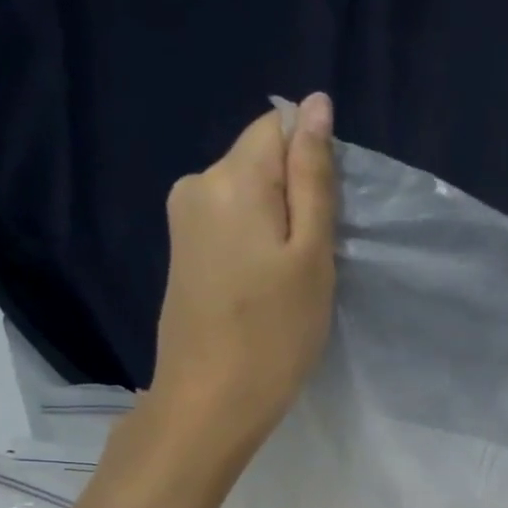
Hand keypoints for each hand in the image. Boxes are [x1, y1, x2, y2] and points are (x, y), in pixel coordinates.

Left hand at [145, 94, 337, 457]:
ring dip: (278, 222)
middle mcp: (197, 184)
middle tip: (313, 259)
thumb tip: (315, 105)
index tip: (325, 218)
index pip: (277, 127)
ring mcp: (183, 220)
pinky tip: (264, 285)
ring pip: (247, 193)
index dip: (311, 162)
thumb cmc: (275, 332)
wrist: (210, 401)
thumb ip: (313, 177)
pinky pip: (230, 222)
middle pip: (260, 160)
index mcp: (230, 178)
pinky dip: (256, 241)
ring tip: (290, 278)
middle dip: (295, 195)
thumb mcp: (311, 254)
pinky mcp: (183, 251)